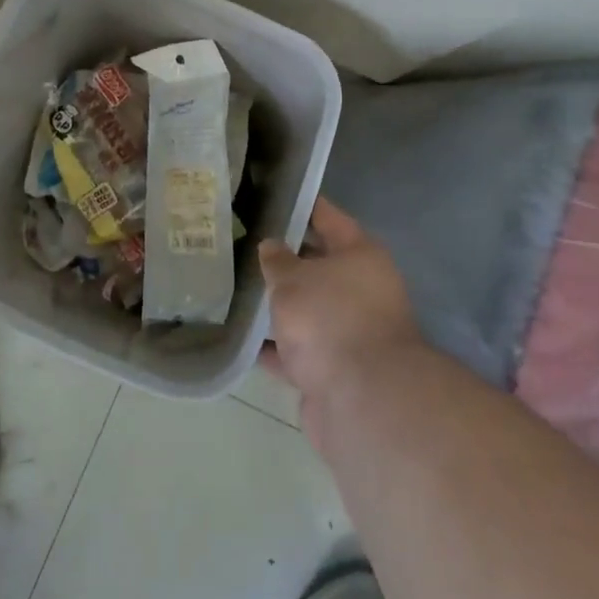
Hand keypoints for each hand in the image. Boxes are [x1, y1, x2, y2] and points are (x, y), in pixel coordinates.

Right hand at [260, 197, 421, 441]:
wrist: (361, 402)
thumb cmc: (329, 320)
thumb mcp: (292, 279)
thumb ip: (277, 260)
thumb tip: (272, 247)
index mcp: (361, 256)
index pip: (328, 218)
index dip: (302, 206)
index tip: (274, 195)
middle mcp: (362, 290)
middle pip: (318, 266)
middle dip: (285, 260)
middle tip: (244, 245)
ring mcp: (351, 333)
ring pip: (308, 310)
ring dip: (280, 306)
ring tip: (237, 290)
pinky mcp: (336, 371)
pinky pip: (300, 349)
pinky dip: (276, 347)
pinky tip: (243, 340)